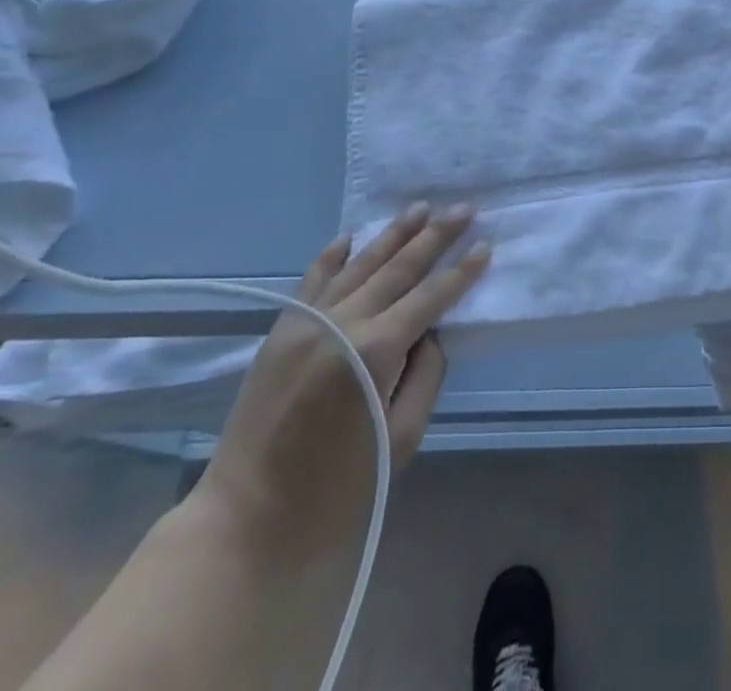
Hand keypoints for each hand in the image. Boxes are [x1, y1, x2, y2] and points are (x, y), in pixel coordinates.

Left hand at [192, 204, 490, 561]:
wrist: (245, 522)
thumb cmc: (337, 492)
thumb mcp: (403, 439)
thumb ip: (426, 376)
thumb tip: (428, 333)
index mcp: (376, 351)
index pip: (431, 297)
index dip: (461, 271)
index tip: (485, 245)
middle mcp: (342, 323)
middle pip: (399, 268)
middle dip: (436, 236)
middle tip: (464, 207)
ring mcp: (306, 323)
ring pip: (359, 265)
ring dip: (393, 234)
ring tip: (421, 207)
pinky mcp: (279, 333)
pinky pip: (311, 281)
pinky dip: (332, 255)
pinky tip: (351, 235)